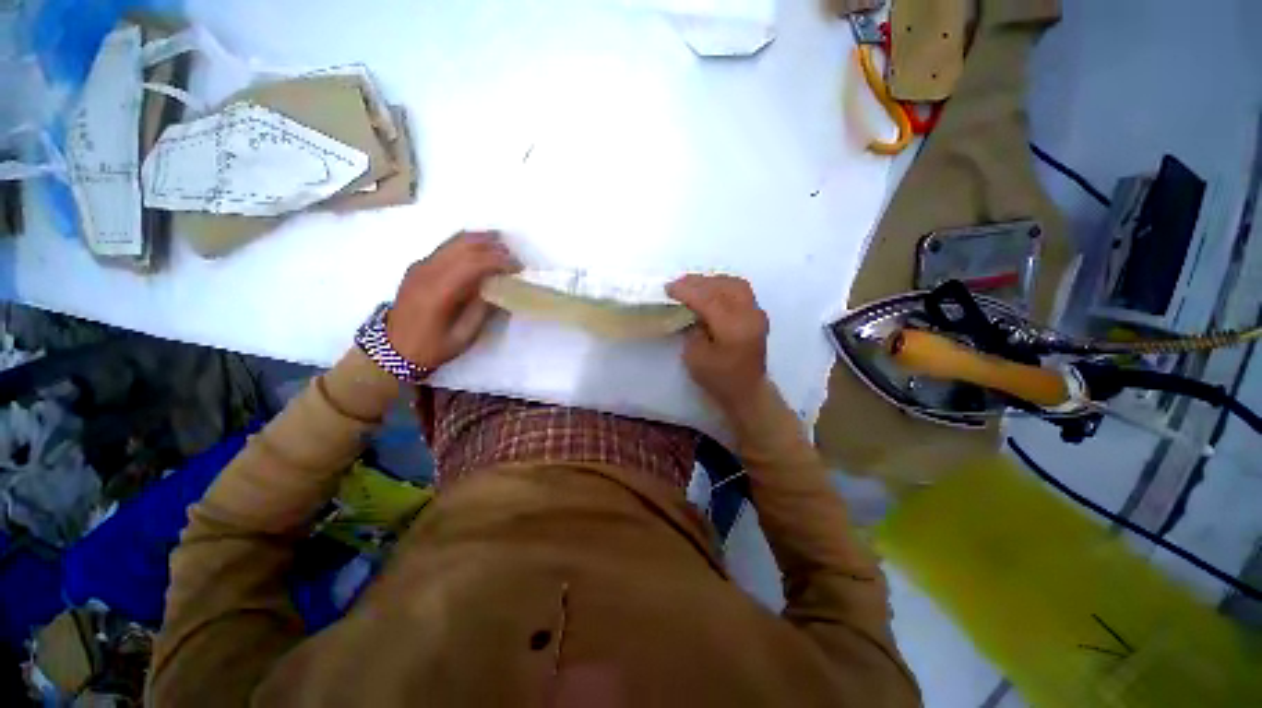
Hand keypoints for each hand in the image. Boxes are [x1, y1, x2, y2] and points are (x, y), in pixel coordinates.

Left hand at [387, 231, 519, 370]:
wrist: (393, 349)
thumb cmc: (431, 347)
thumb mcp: (463, 336)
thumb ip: (481, 310)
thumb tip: (498, 289)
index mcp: (438, 292)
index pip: (473, 264)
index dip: (498, 261)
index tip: (518, 267)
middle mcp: (427, 272)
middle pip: (463, 246)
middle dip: (492, 246)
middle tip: (513, 256)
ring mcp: (420, 266)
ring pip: (453, 242)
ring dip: (480, 240)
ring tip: (501, 246)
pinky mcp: (418, 266)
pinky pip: (446, 247)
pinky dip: (467, 245)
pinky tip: (479, 252)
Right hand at [666, 274, 769, 413]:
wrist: (747, 391)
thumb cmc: (719, 379)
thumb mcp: (695, 357)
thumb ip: (692, 330)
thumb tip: (691, 311)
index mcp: (733, 328)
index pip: (709, 299)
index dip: (687, 291)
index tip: (669, 288)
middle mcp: (749, 316)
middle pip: (724, 286)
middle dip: (699, 282)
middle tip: (678, 284)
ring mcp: (757, 314)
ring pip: (735, 284)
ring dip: (712, 281)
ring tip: (693, 285)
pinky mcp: (757, 315)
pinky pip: (740, 291)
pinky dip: (723, 286)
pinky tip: (710, 291)